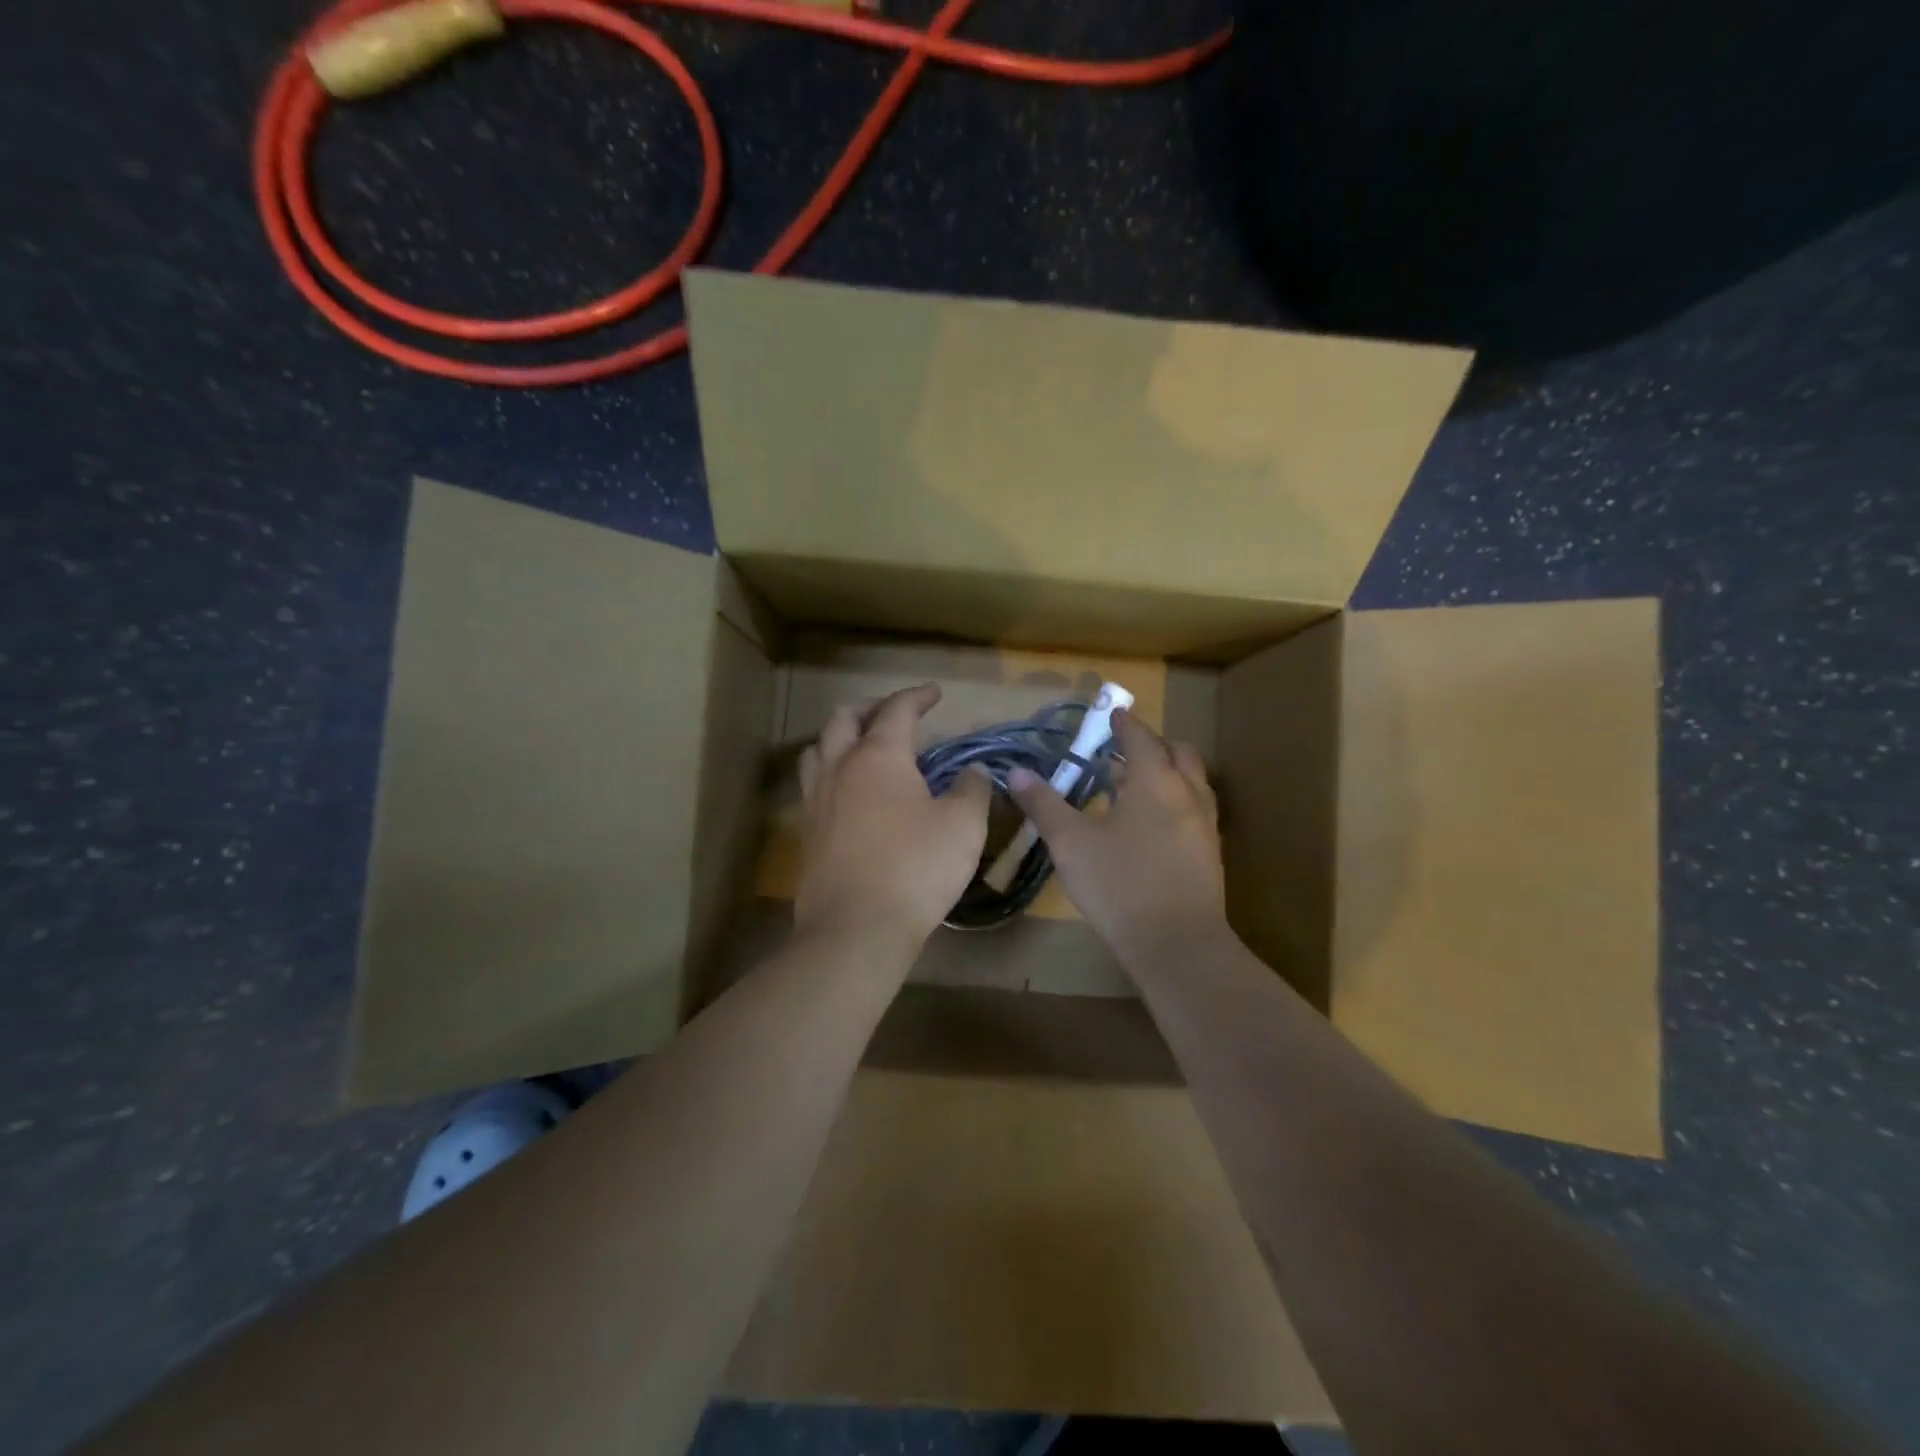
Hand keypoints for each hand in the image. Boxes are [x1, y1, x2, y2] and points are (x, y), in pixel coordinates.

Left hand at [795, 683, 991, 944]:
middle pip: (844, 719)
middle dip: (870, 708)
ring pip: (819, 750)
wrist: (856, 928)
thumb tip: (974, 773)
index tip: (934, 693)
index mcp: (879, 756)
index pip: (896, 710)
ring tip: (862, 746)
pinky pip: (814, 786)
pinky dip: (832, 773)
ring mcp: (817, 801)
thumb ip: (972, 790)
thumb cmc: (915, 868)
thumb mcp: (962, 826)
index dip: (917, 696)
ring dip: (841, 737)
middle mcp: (840, 768)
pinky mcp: (808, 834)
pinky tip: (850, 795)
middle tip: (894, 713)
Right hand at [1008, 711, 1227, 962]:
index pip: (1141, 737)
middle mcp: (1187, 793)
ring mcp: (1205, 824)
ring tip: (1137, 784)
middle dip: (1152, 743)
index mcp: (1154, 781)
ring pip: (1192, 780)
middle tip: (1124, 749)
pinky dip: (1177, 798)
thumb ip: (1044, 805)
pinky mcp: (1210, 853)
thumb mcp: (1070, 843)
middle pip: (1177, 752)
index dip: (1124, 723)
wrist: (1177, 945)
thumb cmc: (1119, 885)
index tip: (1112, 714)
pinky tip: (1154, 823)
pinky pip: (1196, 807)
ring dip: (1168, 770)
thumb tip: (1017, 773)